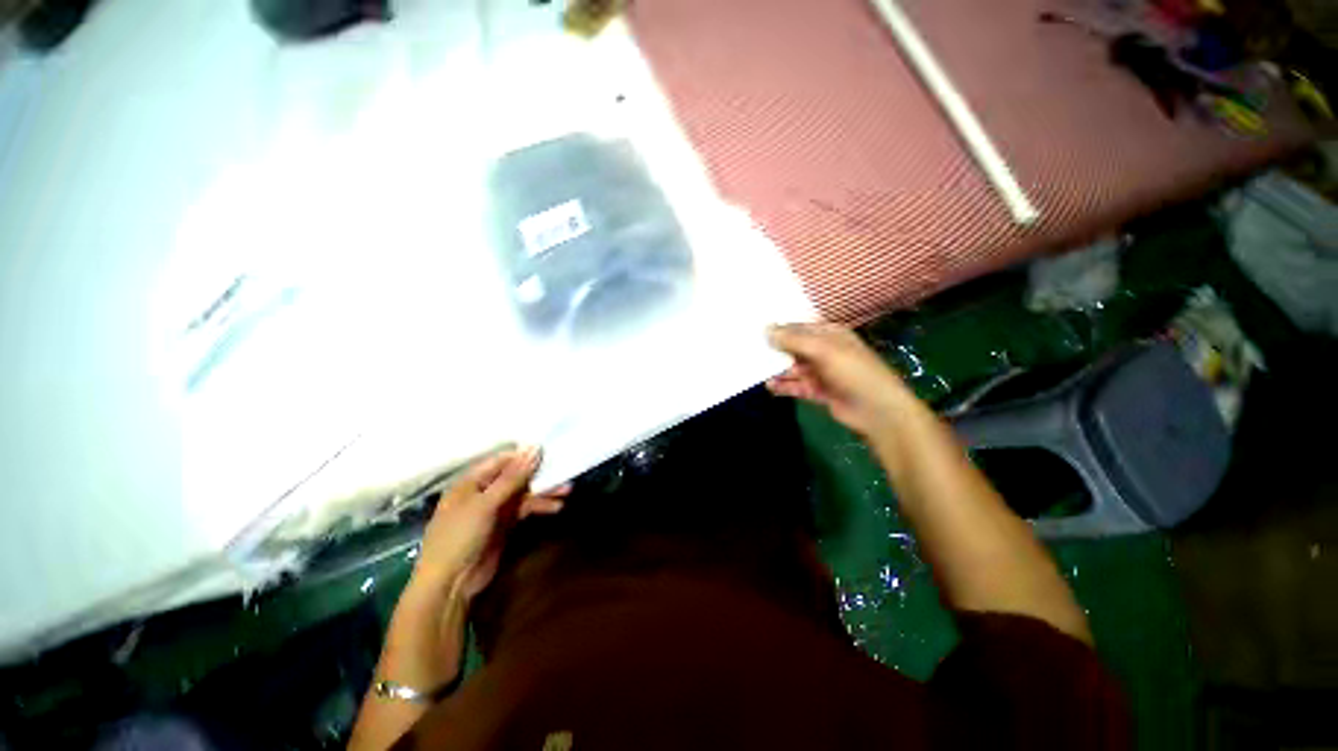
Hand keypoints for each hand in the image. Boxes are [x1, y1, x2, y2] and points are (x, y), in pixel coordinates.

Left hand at [413, 447, 569, 600]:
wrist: (450, 584)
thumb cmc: (459, 536)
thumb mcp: (485, 504)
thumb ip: (512, 477)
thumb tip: (534, 448)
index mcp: (471, 481)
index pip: (502, 460)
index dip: (525, 455)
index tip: (550, 450)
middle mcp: (484, 491)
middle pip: (516, 476)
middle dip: (539, 474)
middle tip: (564, 469)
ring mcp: (495, 509)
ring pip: (523, 493)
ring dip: (544, 492)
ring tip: (567, 490)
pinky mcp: (505, 525)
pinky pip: (525, 509)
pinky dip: (540, 507)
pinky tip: (556, 507)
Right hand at [766, 323, 912, 439]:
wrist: (877, 410)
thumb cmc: (853, 371)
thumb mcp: (823, 350)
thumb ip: (793, 339)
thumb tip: (766, 329)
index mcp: (830, 334)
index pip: (799, 327)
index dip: (779, 328)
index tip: (756, 330)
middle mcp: (824, 351)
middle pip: (794, 347)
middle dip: (775, 350)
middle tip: (750, 351)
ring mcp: (821, 372)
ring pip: (793, 368)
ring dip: (777, 370)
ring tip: (756, 371)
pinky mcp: (818, 391)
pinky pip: (796, 386)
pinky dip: (784, 386)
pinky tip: (770, 387)